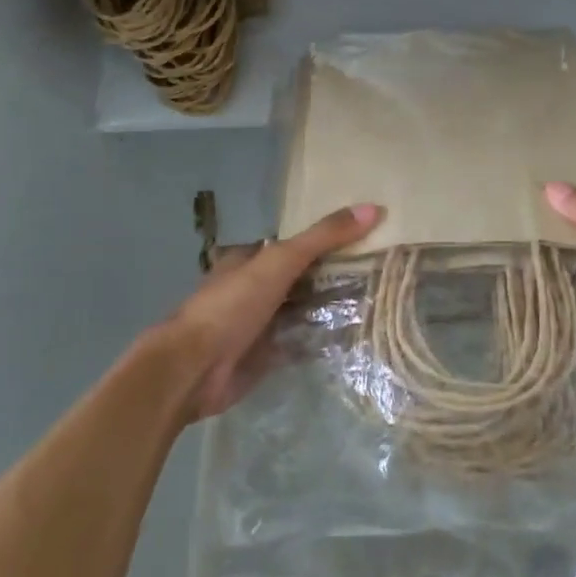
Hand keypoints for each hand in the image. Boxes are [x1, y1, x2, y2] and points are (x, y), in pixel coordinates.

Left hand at [160, 203, 381, 419]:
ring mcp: (260, 323)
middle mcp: (255, 288)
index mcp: (250, 259)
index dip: (325, 239)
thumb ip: (323, 236)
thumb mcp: (281, 260)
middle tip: (380, 269)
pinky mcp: (266, 355)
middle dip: (333, 274)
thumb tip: (373, 208)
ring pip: (302, 309)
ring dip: (331, 307)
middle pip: (300, 277)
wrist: (195, 368)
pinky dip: (323, 339)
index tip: (365, 236)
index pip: (293, 243)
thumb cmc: (232, 304)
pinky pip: (301, 341)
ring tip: (378, 298)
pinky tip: (356, 334)